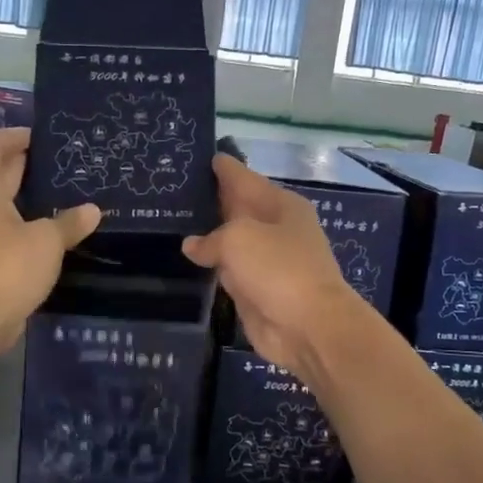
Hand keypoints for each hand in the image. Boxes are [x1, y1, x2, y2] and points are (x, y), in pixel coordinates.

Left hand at [0, 128, 99, 360]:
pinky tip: (51, 232)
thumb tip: (93, 210)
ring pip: (0, 204)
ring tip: (62, 195)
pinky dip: (24, 225)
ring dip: (26, 198)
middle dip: (26, 165)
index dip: (15, 136)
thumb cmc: (7, 267)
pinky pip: (3, 230)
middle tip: (62, 163)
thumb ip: (69, 222)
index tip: (43, 137)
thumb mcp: (47, 241)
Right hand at [182, 154, 366, 377]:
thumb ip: (210, 238)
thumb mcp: (238, 239)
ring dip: (208, 234)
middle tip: (175, 188)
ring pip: (230, 240)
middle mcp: (276, 228)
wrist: (309, 327)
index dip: (222, 167)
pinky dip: (211, 265)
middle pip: (237, 207)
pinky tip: (187, 258)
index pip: (244, 177)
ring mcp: (267, 260)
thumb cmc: (279, 269)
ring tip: (173, 220)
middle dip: (211, 199)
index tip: (198, 155)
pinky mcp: (257, 289)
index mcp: (281, 204)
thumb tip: (193, 246)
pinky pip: (228, 270)